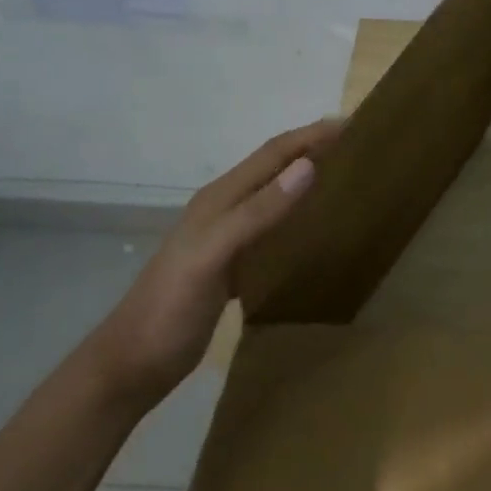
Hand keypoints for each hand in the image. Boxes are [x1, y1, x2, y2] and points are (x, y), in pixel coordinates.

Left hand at [85, 118, 341, 409]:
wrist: (131, 366)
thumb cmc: (170, 308)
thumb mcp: (213, 255)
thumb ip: (258, 212)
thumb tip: (308, 167)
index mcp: (220, 198)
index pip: (273, 153)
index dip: (311, 135)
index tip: (354, 124)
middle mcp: (224, 209)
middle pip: (275, 167)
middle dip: (313, 149)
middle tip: (359, 145)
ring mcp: (227, 237)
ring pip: (274, 194)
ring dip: (307, 178)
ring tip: (347, 176)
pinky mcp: (232, 264)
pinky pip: (273, 226)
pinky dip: (298, 215)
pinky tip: (316, 228)